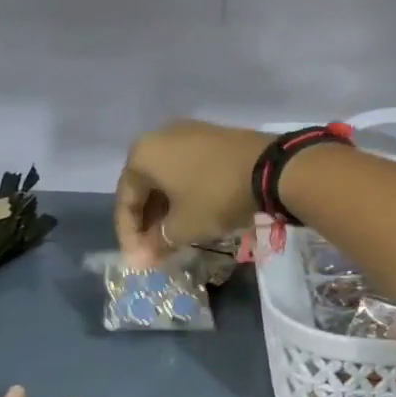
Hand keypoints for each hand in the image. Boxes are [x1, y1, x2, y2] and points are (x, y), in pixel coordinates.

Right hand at [113, 119, 271, 265]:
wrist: (270, 168)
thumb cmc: (215, 196)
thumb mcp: (183, 226)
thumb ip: (157, 241)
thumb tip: (143, 257)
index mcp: (142, 155)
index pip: (125, 200)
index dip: (128, 236)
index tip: (137, 262)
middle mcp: (158, 137)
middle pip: (143, 187)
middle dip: (146, 223)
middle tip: (153, 251)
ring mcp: (186, 134)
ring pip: (165, 178)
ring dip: (164, 210)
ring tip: (171, 238)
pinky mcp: (209, 138)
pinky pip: (184, 169)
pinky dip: (182, 194)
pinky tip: (190, 215)